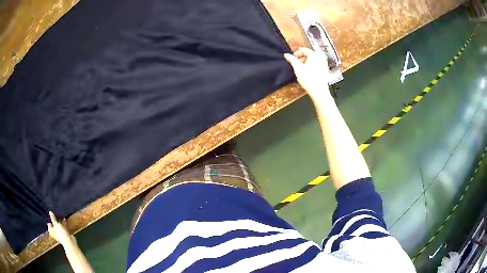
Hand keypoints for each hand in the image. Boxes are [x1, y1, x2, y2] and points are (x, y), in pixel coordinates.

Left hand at [47, 211, 74, 245]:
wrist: (69, 241)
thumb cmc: (60, 232)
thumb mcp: (55, 223)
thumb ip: (53, 218)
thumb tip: (50, 212)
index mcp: (50, 231)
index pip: (49, 223)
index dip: (50, 219)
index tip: (51, 214)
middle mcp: (54, 233)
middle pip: (53, 225)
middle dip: (55, 221)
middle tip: (55, 214)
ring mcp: (59, 235)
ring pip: (58, 227)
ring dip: (59, 222)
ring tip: (60, 216)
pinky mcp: (64, 235)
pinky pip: (63, 228)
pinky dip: (63, 225)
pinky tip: (64, 220)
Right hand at [284, 48, 331, 100]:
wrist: (319, 91)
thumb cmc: (308, 79)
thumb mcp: (298, 68)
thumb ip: (292, 60)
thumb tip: (286, 55)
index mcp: (314, 55)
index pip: (304, 50)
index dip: (297, 54)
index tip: (292, 59)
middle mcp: (320, 57)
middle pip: (309, 54)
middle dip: (302, 58)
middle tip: (297, 64)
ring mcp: (324, 63)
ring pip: (313, 59)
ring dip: (307, 62)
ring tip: (302, 68)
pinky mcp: (325, 70)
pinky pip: (317, 64)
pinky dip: (312, 65)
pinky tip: (308, 72)